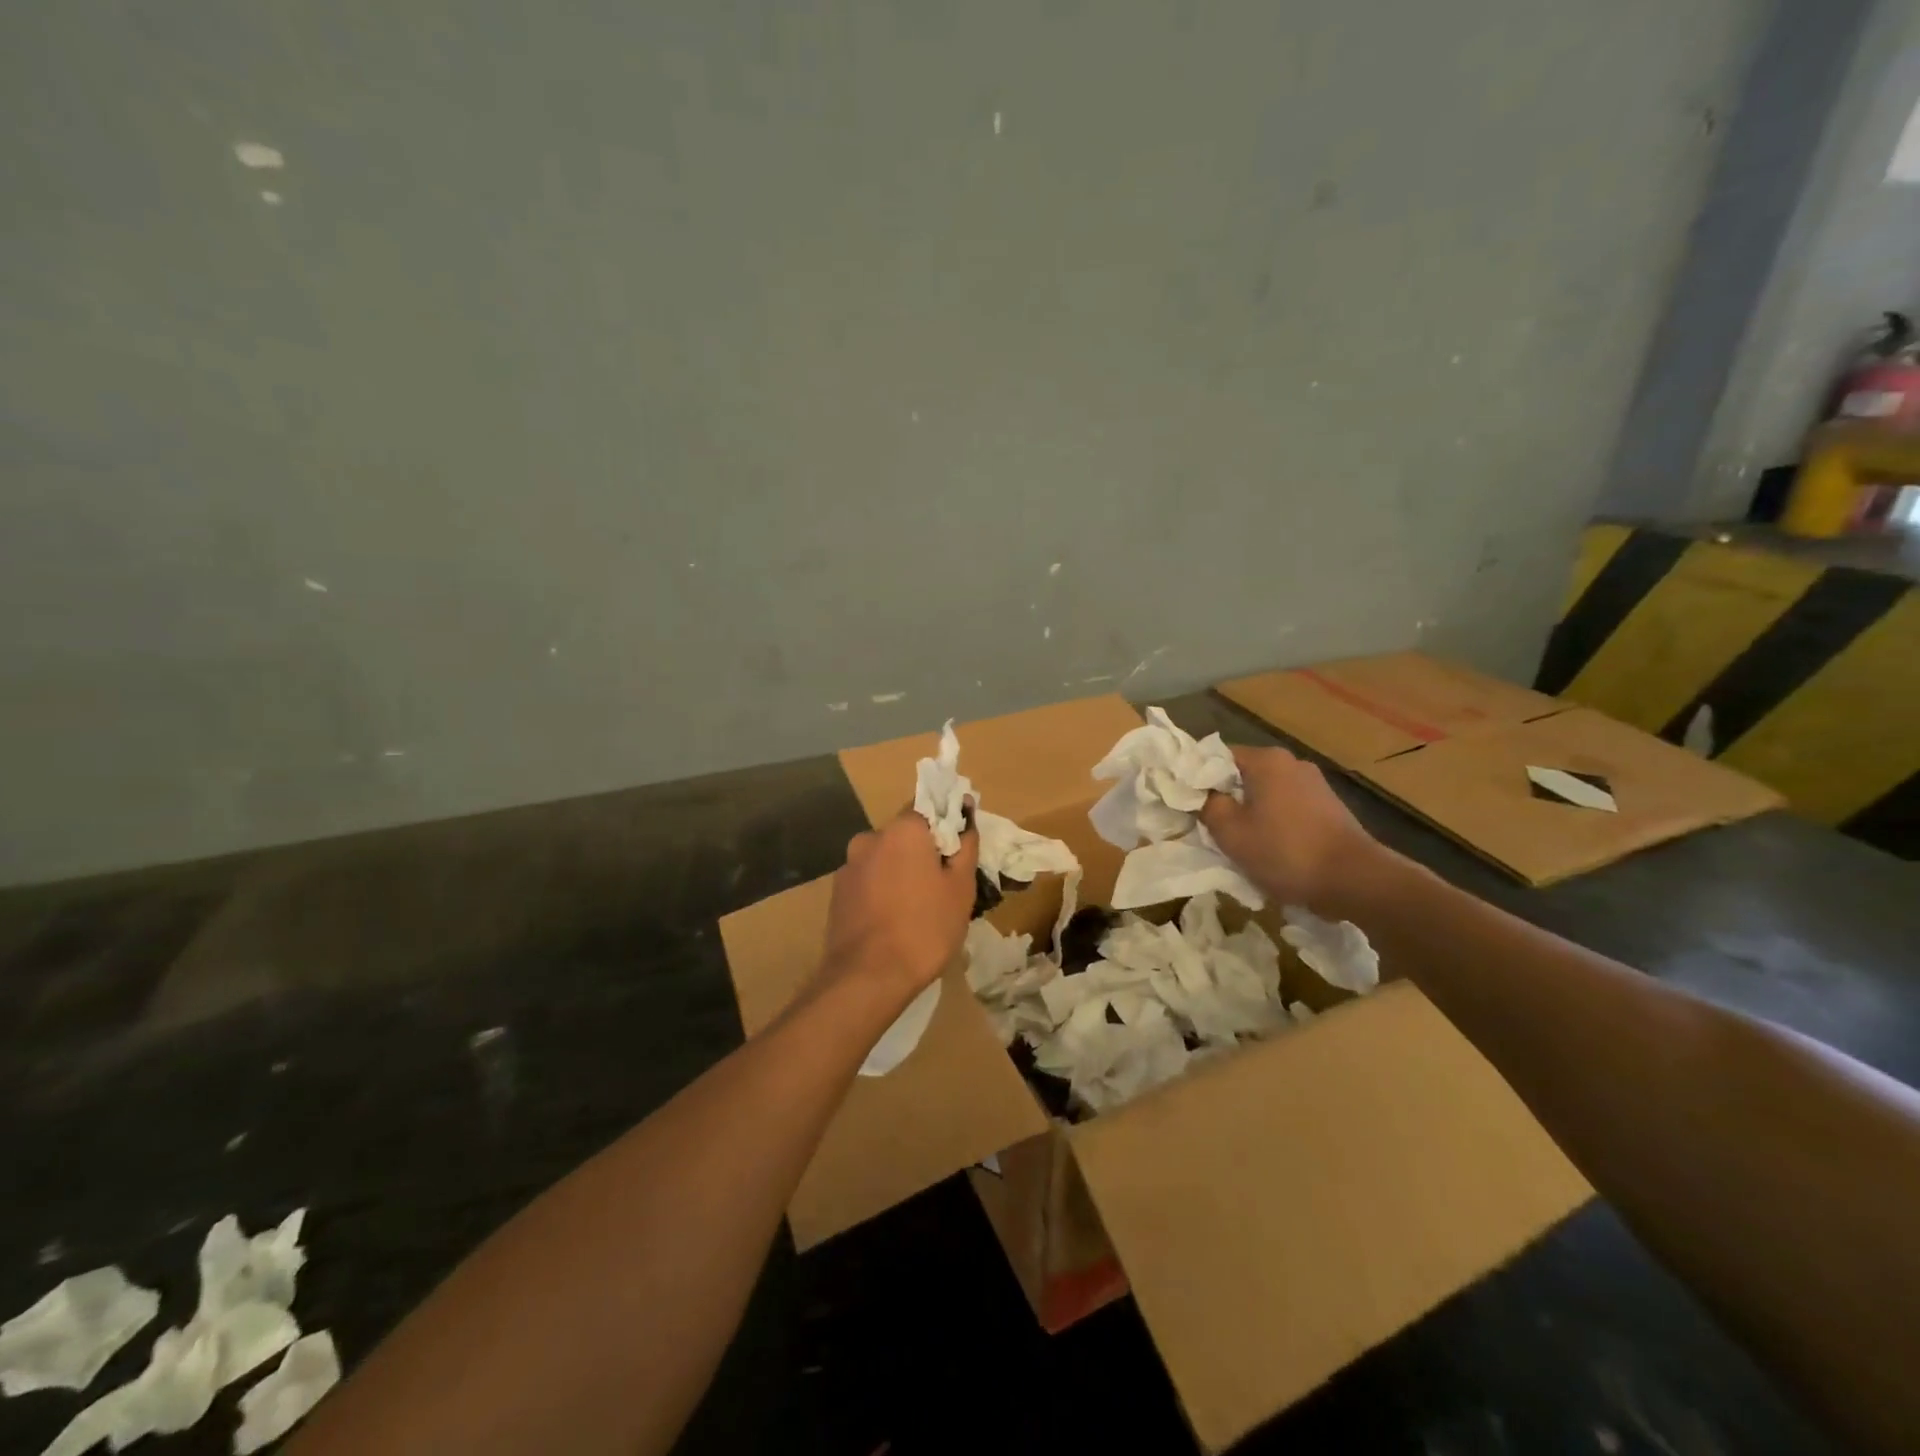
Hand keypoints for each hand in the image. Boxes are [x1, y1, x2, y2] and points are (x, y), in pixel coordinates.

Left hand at [818, 811, 979, 1008]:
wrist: (867, 977)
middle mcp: (870, 838)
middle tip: (943, 886)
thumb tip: (966, 816)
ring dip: (900, 873)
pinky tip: (892, 921)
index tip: (959, 851)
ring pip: (884, 859)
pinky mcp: (837, 893)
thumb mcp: (960, 888)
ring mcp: (849, 866)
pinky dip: (881, 892)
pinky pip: (868, 881)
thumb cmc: (925, 928)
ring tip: (917, 909)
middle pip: (905, 835)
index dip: (947, 826)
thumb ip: (965, 846)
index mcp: (903, 829)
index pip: (928, 809)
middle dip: (923, 853)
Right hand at [1199, 746, 1385, 910]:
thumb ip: (1208, 806)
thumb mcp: (1230, 833)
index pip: (1217, 757)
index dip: (1198, 779)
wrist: (1355, 880)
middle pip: (1243, 775)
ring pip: (1266, 794)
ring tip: (1241, 843)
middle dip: (1226, 798)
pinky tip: (1272, 850)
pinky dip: (1275, 824)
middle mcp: (1292, 763)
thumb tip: (1204, 796)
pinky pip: (1288, 809)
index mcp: (1266, 760)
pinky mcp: (1329, 808)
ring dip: (1251, 814)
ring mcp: (1315, 785)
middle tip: (1210, 827)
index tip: (1188, 804)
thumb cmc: (1285, 852)